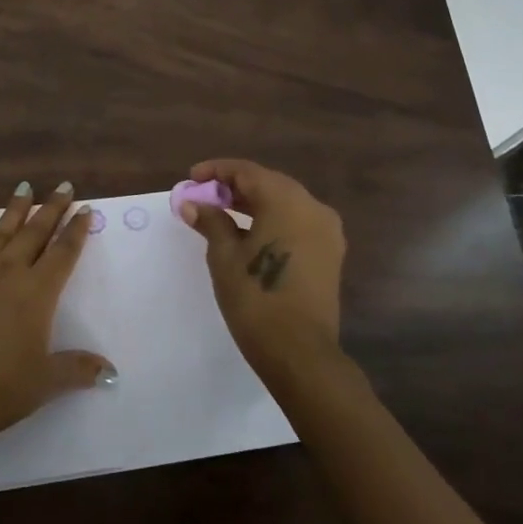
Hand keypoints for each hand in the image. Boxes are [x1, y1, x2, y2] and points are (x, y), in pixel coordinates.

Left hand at [0, 180, 114, 447]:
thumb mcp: (45, 382)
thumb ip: (77, 368)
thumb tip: (110, 372)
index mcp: (38, 293)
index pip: (63, 253)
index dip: (76, 230)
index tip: (85, 209)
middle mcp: (9, 272)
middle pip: (35, 232)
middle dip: (52, 208)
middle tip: (63, 186)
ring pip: (1, 231)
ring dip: (16, 208)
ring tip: (25, 187)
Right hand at [181, 158, 345, 383]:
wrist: (300, 352)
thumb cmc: (256, 298)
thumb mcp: (224, 256)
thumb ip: (211, 221)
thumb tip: (193, 204)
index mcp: (286, 200)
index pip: (247, 171)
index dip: (216, 171)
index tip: (192, 179)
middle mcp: (312, 206)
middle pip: (268, 183)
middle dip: (234, 187)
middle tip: (204, 198)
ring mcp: (326, 230)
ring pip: (284, 202)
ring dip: (254, 204)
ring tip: (222, 215)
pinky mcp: (330, 252)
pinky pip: (297, 222)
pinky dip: (272, 220)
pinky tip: (249, 234)